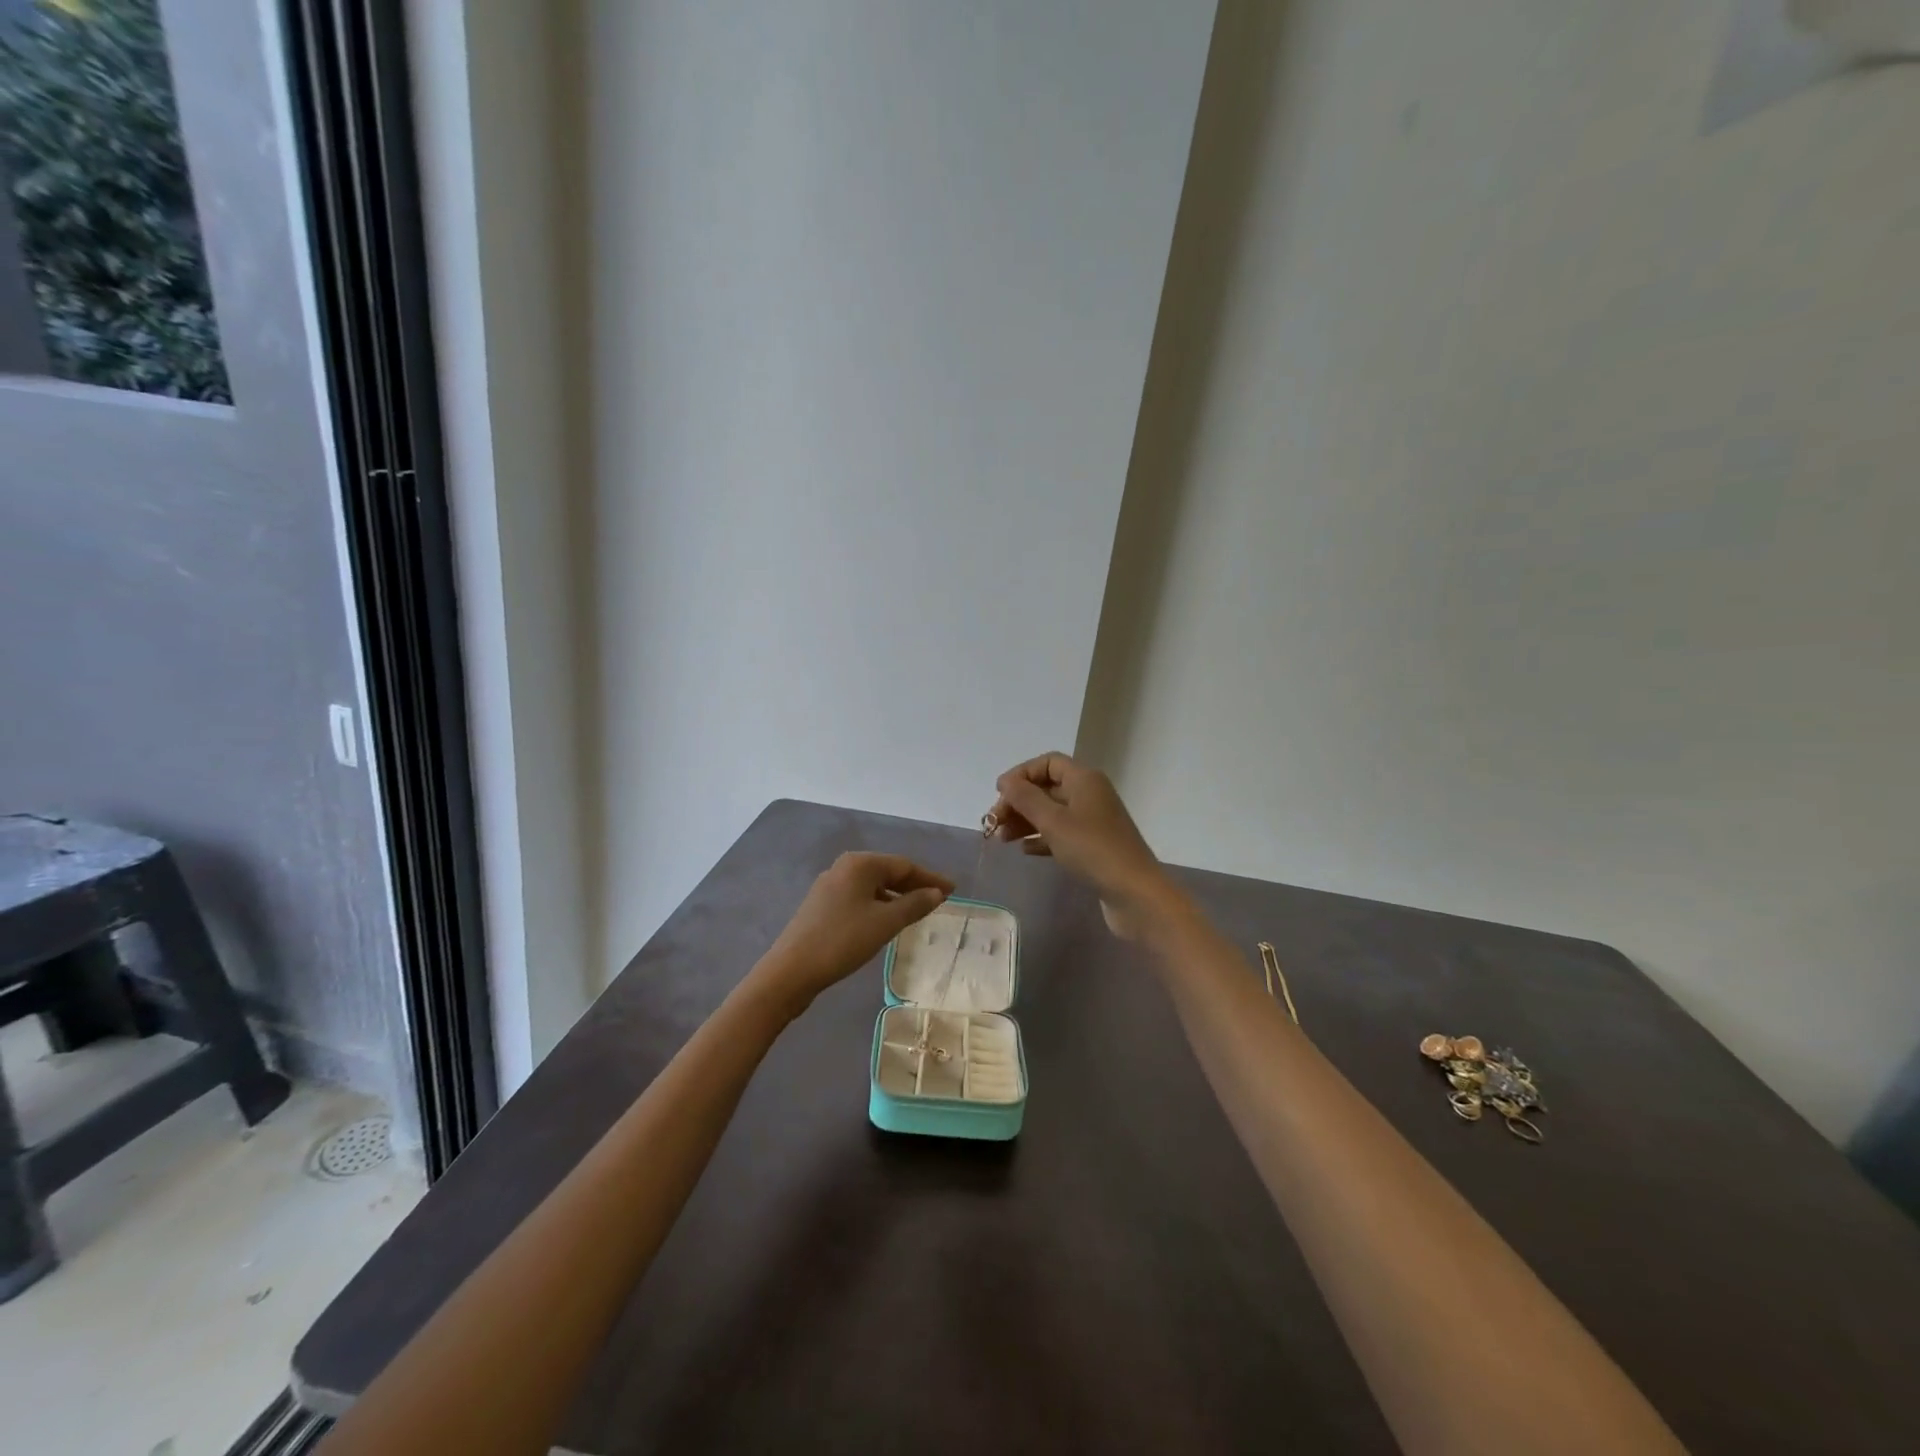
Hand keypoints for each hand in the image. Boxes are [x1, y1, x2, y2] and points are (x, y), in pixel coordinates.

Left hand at [751, 852, 953, 1016]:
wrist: (791, 970)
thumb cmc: (843, 941)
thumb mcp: (885, 923)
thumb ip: (914, 904)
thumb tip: (937, 893)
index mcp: (860, 863)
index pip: (904, 865)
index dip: (930, 878)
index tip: (953, 890)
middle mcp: (844, 867)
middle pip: (888, 872)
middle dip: (914, 886)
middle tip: (939, 900)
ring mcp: (830, 886)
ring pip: (873, 886)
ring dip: (897, 897)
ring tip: (918, 912)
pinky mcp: (822, 906)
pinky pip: (860, 898)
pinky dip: (879, 906)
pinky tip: (887, 921)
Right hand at [988, 752, 1177, 935]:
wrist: (1134, 893)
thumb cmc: (1092, 850)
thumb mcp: (1053, 822)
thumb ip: (1026, 799)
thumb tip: (1006, 782)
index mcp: (1085, 780)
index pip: (1048, 763)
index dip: (1021, 774)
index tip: (999, 794)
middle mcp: (1090, 795)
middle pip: (1047, 788)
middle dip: (1019, 802)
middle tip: (994, 823)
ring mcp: (1093, 821)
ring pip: (1052, 812)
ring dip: (1026, 821)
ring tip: (1002, 839)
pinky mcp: (1093, 846)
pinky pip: (1061, 834)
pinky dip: (1041, 838)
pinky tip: (1025, 850)